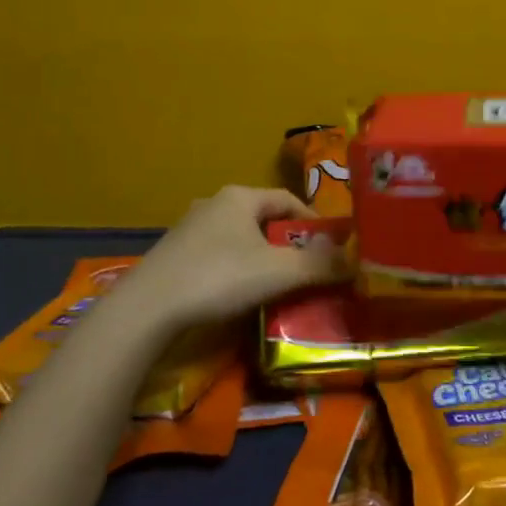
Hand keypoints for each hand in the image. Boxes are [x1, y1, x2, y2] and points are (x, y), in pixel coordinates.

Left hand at [111, 185, 348, 329]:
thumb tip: (358, 261)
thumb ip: (320, 265)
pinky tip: (236, 294)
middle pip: (263, 219)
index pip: (288, 200)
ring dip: (260, 257)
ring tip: (275, 284)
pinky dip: (234, 269)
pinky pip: (216, 255)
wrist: (147, 308)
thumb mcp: (278, 272)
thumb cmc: (219, 277)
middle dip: (287, 242)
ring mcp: (189, 228)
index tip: (329, 249)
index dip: (312, 223)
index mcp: (240, 197)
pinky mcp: (173, 254)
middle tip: (305, 269)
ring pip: (238, 238)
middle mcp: (214, 203)